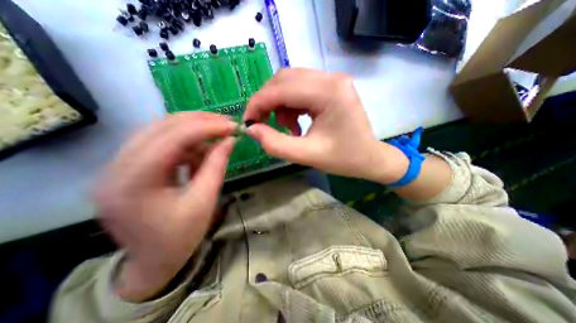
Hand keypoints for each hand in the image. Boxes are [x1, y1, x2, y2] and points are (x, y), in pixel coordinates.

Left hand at [94, 112, 236, 301]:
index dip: (206, 127)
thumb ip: (217, 165)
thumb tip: (231, 140)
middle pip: (162, 127)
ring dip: (193, 131)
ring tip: (216, 140)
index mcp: (132, 182)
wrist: (153, 262)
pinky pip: (161, 143)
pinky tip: (200, 153)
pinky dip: (185, 144)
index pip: (172, 138)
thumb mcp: (204, 201)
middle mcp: (115, 167)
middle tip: (226, 124)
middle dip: (200, 122)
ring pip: (161, 131)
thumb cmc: (180, 237)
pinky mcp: (129, 167)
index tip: (232, 126)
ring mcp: (118, 166)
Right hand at [242, 68, 408, 182]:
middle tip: (262, 123)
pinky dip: (290, 105)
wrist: (369, 158)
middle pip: (284, 79)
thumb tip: (252, 130)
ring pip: (290, 82)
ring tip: (287, 127)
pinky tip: (296, 122)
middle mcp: (331, 78)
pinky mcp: (330, 87)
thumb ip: (275, 144)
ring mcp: (332, 81)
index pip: (282, 88)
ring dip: (279, 104)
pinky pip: (300, 89)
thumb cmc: (344, 159)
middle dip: (267, 102)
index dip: (258, 103)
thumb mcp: (307, 155)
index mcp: (329, 92)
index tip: (248, 122)